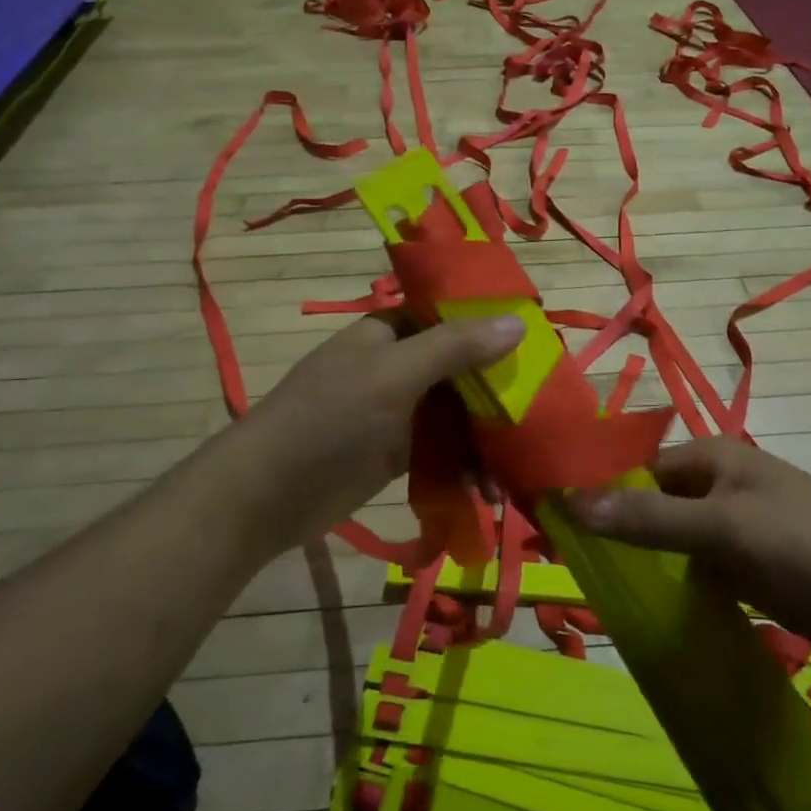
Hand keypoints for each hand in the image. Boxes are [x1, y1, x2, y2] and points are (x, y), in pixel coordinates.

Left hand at [233, 313, 524, 549]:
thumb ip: (455, 347)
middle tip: (542, 411)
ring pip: (455, 414)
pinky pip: (443, 450)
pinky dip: (465, 465)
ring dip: (484, 437)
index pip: (451, 317)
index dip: (492, 328)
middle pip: (460, 369)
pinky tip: (486, 487)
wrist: (268, 493)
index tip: (539, 344)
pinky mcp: (397, 453)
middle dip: (497, 393)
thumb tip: (517, 323)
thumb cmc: (330, 417)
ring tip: (515, 466)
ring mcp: (397, 412)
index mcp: (390, 332)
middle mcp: (397, 366)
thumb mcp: (394, 373)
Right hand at [569, 436, 810, 661]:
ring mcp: (735, 522)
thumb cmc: (803, 548)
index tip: (562, 532)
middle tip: (580, 568)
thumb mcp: (722, 529)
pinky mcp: (749, 559)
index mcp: (710, 456)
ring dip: (645, 556)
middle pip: (652, 501)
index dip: (601, 496)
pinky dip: (674, 577)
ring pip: (672, 535)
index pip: (636, 470)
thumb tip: (569, 501)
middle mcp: (718, 481)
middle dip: (619, 529)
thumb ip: (648, 517)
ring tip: (604, 588)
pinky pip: (696, 563)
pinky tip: (651, 602)